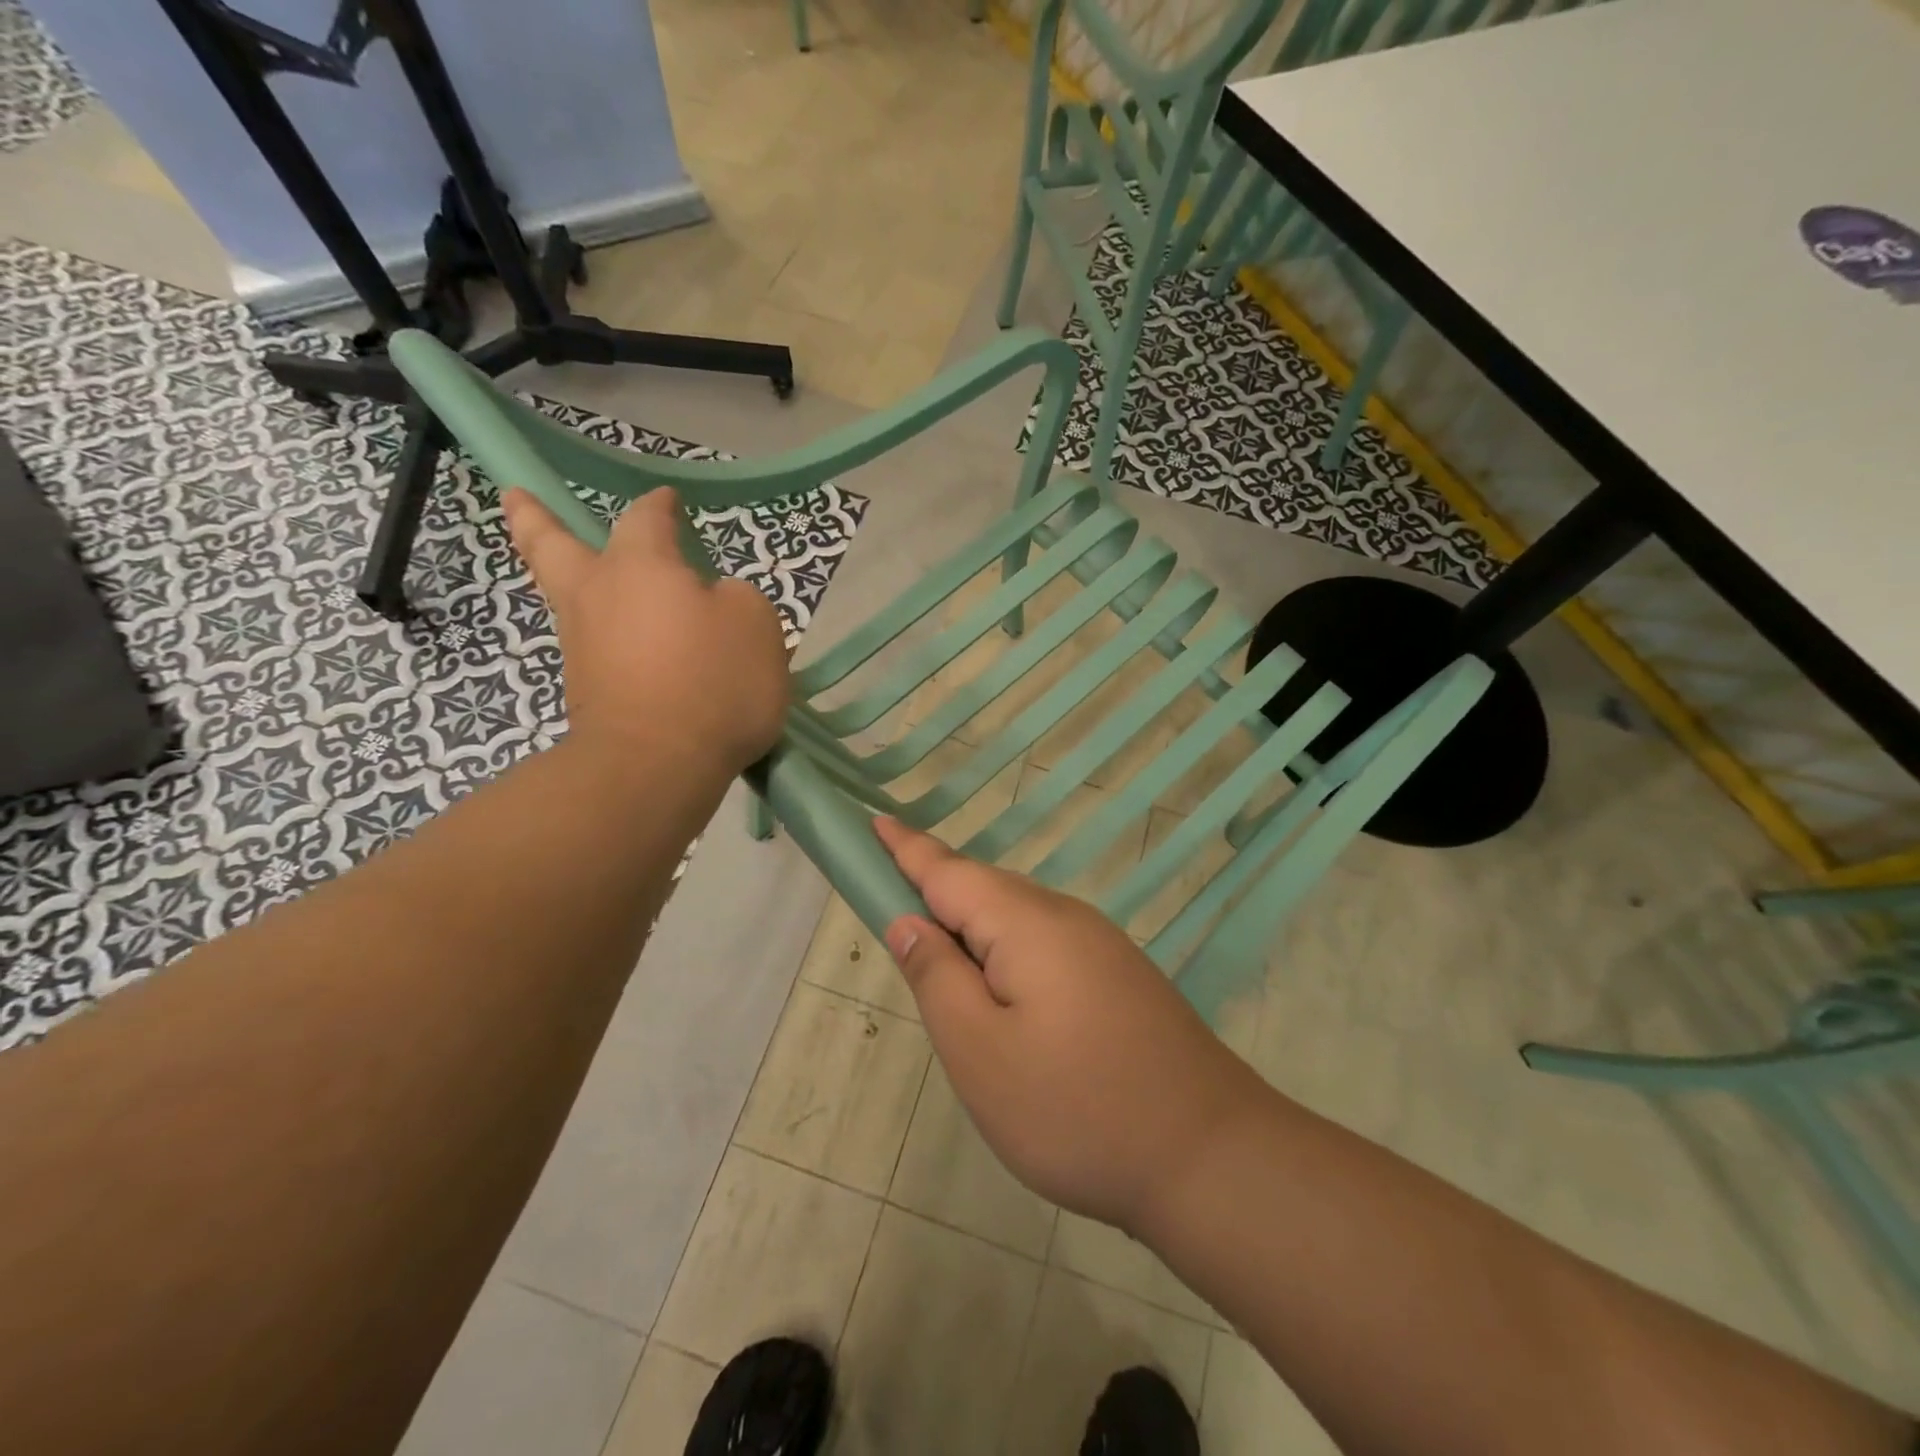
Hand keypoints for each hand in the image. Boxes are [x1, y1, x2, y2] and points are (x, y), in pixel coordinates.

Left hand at [504, 488, 789, 776]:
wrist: (656, 765)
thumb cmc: (713, 681)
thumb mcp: (756, 625)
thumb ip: (736, 599)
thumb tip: (712, 602)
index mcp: (639, 566)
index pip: (646, 518)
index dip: (660, 505)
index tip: (670, 499)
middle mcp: (597, 596)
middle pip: (552, 546)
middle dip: (534, 518)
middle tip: (516, 497)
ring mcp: (582, 646)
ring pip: (569, 599)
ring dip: (569, 579)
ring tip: (586, 574)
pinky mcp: (585, 691)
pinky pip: (594, 648)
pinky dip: (604, 636)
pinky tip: (631, 644)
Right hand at [874, 817, 1266, 1234]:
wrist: (1212, 1156)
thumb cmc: (1077, 1108)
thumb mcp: (980, 1051)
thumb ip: (936, 976)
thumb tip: (909, 920)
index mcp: (1026, 922)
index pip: (948, 870)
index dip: (906, 849)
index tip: (874, 822)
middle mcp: (1065, 916)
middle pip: (983, 891)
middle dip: (935, 896)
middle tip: (893, 920)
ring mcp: (1100, 945)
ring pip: (1016, 921)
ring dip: (973, 932)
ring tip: (943, 970)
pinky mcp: (1119, 975)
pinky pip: (1045, 945)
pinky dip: (1008, 956)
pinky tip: (1006, 999)